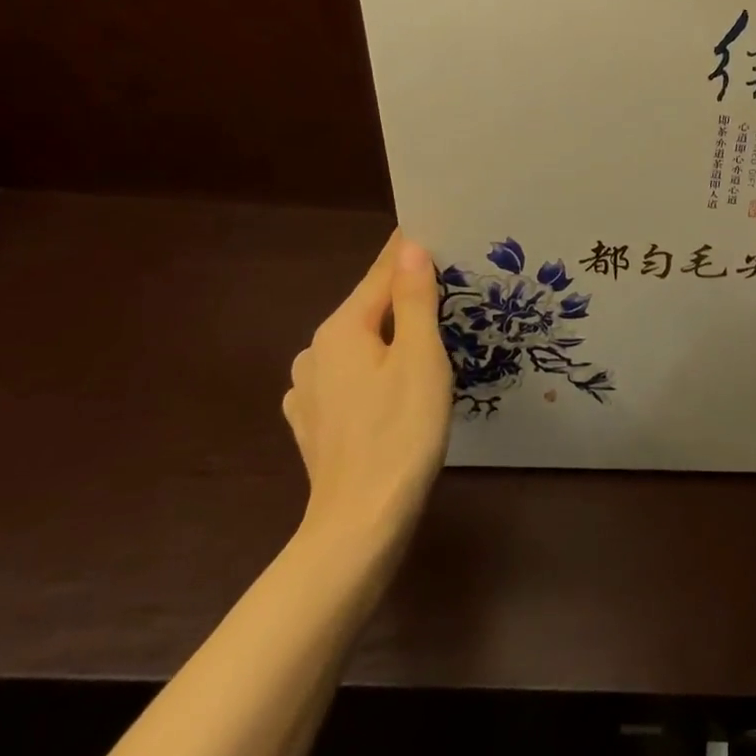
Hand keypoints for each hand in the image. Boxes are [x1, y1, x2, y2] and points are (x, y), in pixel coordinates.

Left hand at [282, 231, 452, 569]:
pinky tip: (392, 386)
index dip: (409, 252)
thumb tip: (410, 247)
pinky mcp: (314, 423)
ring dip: (389, 336)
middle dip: (404, 296)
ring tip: (427, 338)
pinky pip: (349, 378)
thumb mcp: (421, 359)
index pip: (381, 274)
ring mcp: (308, 391)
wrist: (360, 523)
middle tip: (447, 286)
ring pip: (359, 346)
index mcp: (341, 329)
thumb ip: (415, 299)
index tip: (435, 231)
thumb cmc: (401, 432)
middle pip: (369, 309)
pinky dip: (373, 370)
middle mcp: (315, 352)